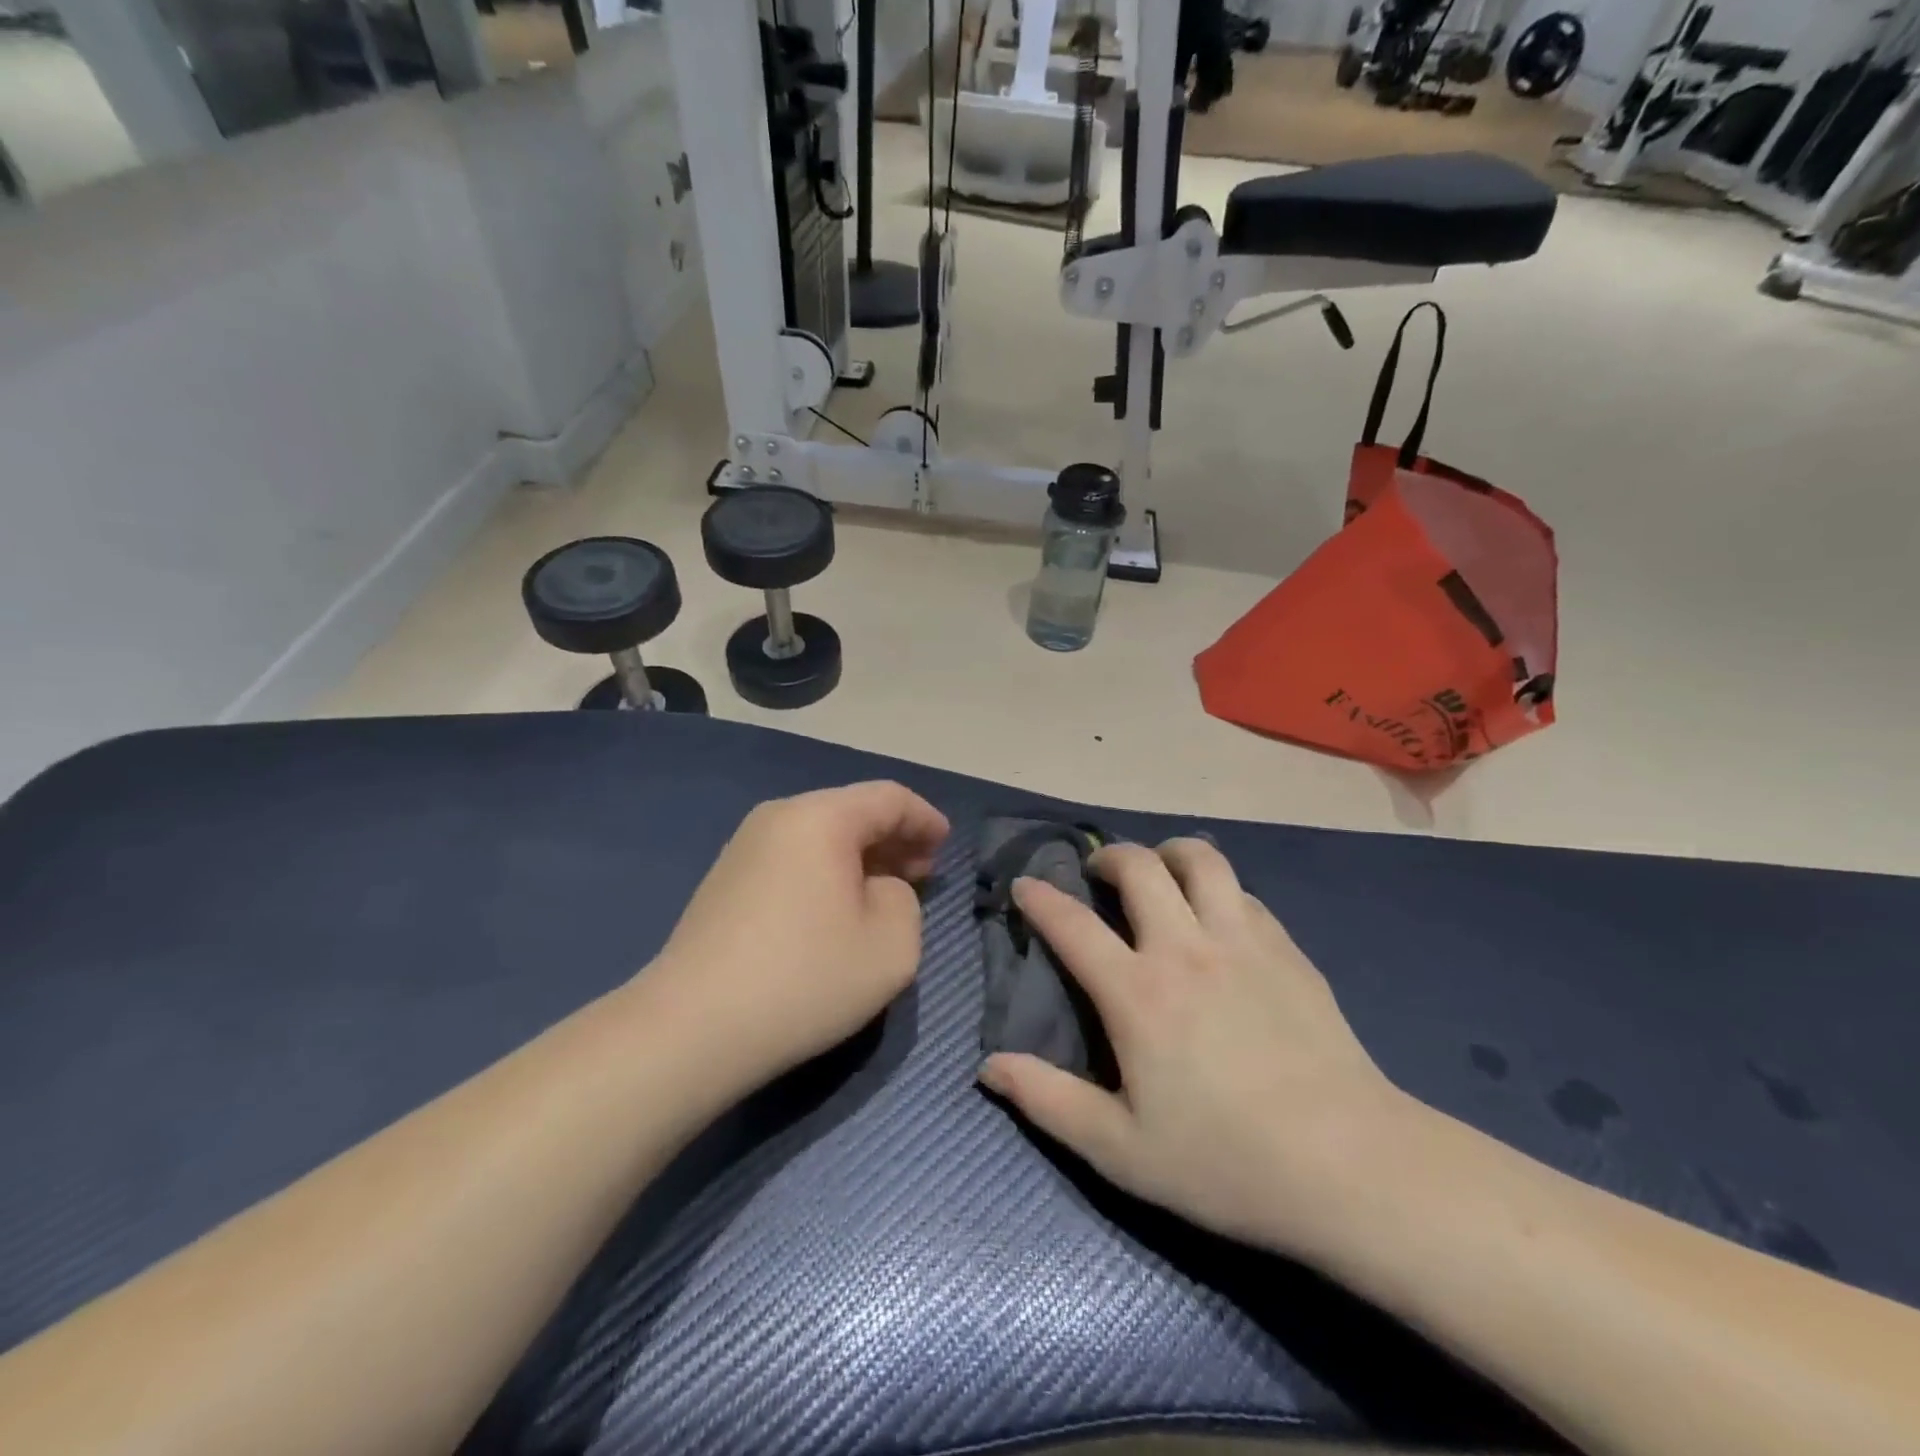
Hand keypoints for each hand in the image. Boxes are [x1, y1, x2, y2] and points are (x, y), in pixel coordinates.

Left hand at [648, 782, 949, 1093]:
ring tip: (884, 893)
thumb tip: (877, 888)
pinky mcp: (725, 881)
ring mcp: (744, 847)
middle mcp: (779, 817)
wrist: (692, 1028)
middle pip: (851, 812)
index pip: (889, 798)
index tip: (946, 845)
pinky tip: (836, 910)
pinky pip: (793, 859)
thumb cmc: (805, 978)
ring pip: (820, 836)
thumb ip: (905, 899)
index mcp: (821, 817)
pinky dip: (826, 872)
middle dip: (894, 839)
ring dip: (860, 858)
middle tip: (922, 873)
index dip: (925, 819)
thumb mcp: (892, 943)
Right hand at [978, 838, 1413, 1257]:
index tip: (1025, 885)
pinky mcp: (1287, 950)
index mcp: (1137, 993)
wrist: (1351, 1167)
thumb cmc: (1225, 1162)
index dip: (1040, 898)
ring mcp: (1242, 942)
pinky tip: (1217, 916)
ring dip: (1169, 853)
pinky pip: (1243, 893)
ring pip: (1201, 860)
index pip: (1072, 924)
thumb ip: (1048, 1101)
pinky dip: (1218, 889)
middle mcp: (1185, 949)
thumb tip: (988, 1066)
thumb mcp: (1120, 1151)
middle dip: (1108, 858)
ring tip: (1160, 872)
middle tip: (1098, 876)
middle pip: (1140, 867)